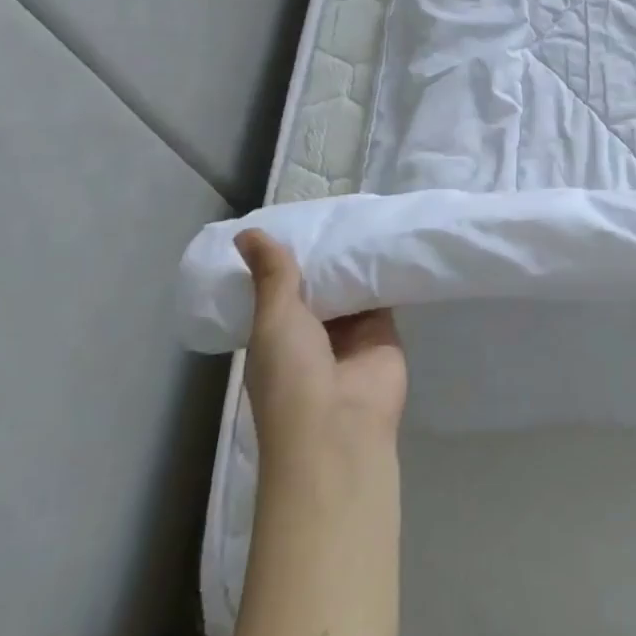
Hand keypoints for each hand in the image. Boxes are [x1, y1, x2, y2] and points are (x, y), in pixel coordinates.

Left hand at [237, 229, 406, 466]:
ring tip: (362, 215)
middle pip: (319, 287)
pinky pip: (384, 296)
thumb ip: (272, 276)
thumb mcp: (273, 320)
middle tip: (333, 210)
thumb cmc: (292, 375)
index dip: (284, 260)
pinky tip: (388, 239)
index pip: (279, 290)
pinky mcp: (385, 332)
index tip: (294, 221)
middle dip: (325, 257)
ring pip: (352, 290)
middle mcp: (312, 334)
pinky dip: (385, 274)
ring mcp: (350, 335)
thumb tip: (246, 231)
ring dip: (354, 263)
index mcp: (276, 335)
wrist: (340, 425)